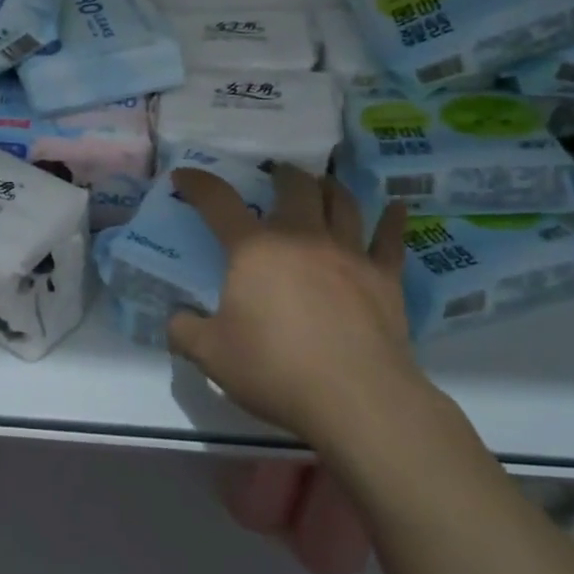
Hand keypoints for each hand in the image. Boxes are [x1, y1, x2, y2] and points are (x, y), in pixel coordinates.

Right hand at [168, 164, 422, 450]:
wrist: (357, 398)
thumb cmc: (275, 369)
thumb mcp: (211, 355)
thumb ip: (184, 331)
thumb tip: (175, 319)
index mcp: (254, 249)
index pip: (219, 202)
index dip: (198, 184)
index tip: (184, 176)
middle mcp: (302, 238)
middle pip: (295, 187)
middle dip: (282, 175)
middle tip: (276, 176)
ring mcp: (348, 254)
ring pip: (342, 203)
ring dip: (330, 187)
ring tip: (324, 183)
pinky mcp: (384, 279)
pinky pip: (391, 240)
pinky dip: (393, 220)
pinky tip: (398, 207)